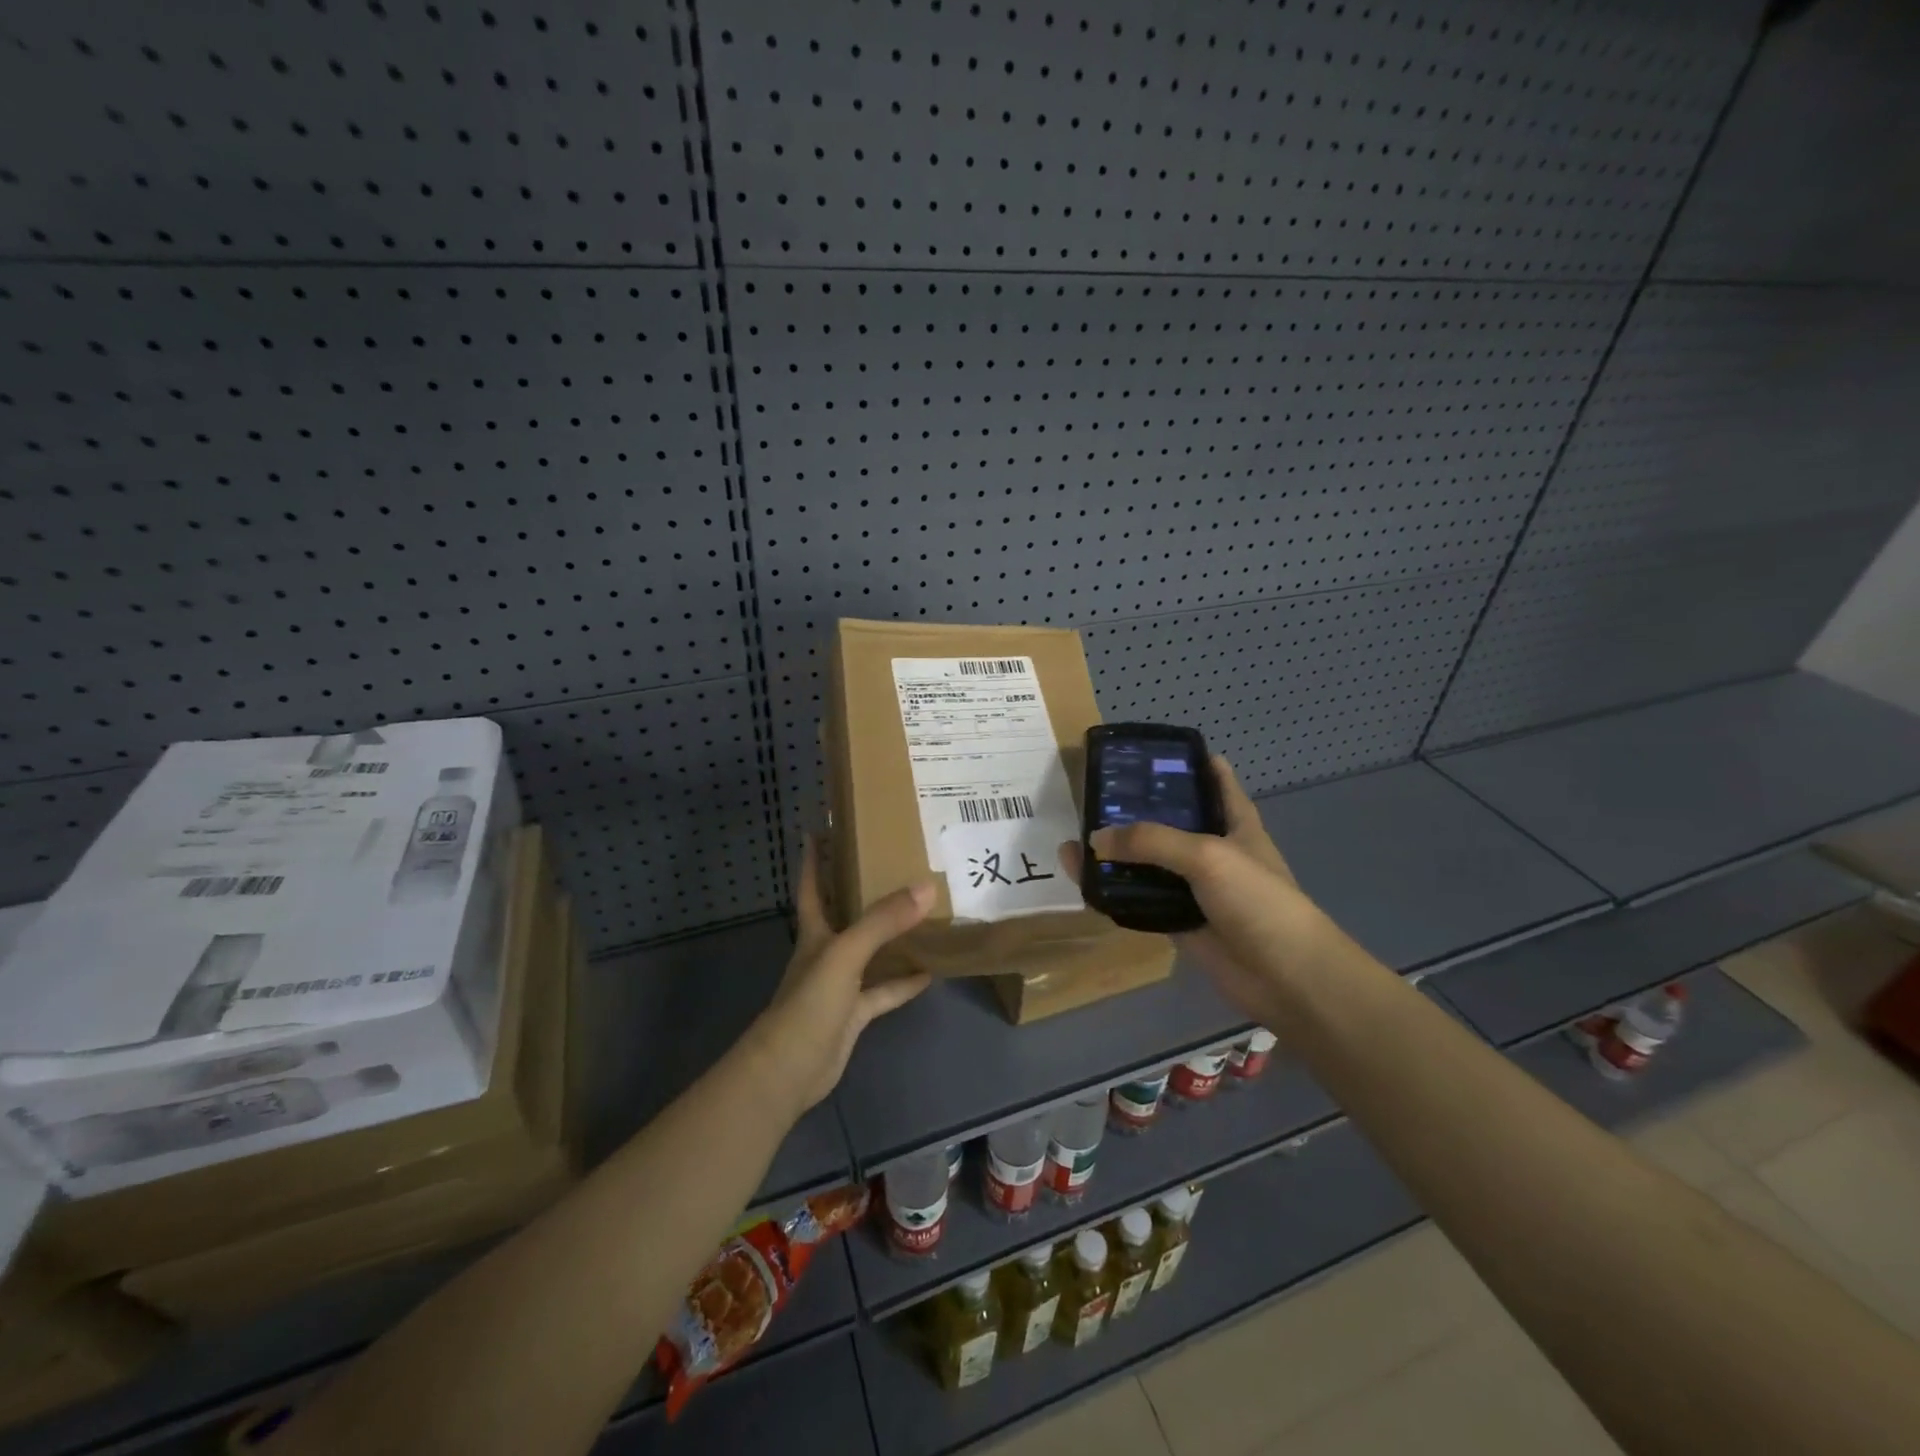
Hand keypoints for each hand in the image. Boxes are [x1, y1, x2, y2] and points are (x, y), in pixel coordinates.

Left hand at [740, 839, 934, 1119]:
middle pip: (844, 914)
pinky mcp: (854, 1014)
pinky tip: (931, 971)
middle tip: (891, 864)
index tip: (820, 829)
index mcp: (814, 932)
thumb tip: (926, 886)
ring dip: (891, 937)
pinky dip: (904, 982)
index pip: (812, 887)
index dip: (814, 858)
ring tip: (923, 913)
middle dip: (861, 890)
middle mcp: (826, 952)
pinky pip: (884, 992)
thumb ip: (883, 921)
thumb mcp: (846, 953)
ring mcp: (840, 985)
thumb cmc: (809, 1002)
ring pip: (870, 952)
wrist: (789, 1070)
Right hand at [1066, 757, 1322, 1027]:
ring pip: (1150, 862)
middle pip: (1171, 820)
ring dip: (1119, 854)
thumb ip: (1151, 841)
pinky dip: (1116, 892)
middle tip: (1095, 793)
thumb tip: (1096, 839)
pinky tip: (1086, 882)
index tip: (1149, 750)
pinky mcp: (1180, 920)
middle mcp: (1214, 849)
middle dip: (1137, 808)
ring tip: (1077, 837)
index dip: (1187, 760)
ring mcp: (1196, 887)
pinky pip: (1141, 900)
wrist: (1285, 978)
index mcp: (1235, 822)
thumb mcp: (1207, 856)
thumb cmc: (1257, 901)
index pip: (1214, 779)